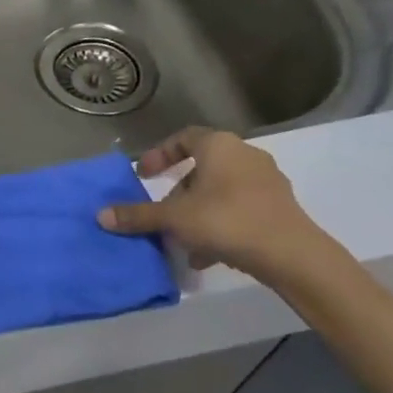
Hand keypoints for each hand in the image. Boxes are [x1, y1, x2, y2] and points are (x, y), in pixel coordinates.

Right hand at [97, 128, 328, 284]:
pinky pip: (239, 209)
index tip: (143, 176)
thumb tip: (101, 215)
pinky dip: (219, 225)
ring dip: (197, 212)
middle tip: (162, 212)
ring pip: (220, 191)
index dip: (159, 155)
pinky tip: (207, 255)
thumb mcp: (174, 218)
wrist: (292, 254)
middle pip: (202, 168)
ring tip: (181, 240)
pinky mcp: (278, 207)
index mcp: (219, 146)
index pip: (183, 138)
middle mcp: (245, 155)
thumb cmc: (227, 221)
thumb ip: (138, 215)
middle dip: (178, 191)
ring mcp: (266, 181)